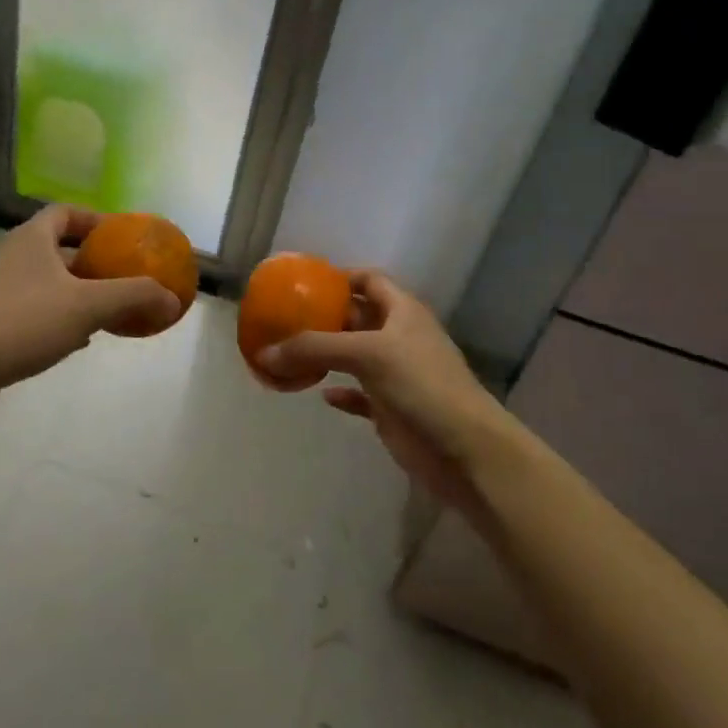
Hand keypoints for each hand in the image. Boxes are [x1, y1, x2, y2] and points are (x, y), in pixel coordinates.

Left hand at [0, 205, 180, 413]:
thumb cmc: (22, 322)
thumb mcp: (87, 305)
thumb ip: (133, 297)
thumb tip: (173, 299)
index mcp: (33, 239)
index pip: (65, 213)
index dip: (95, 220)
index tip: (121, 237)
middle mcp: (14, 257)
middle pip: (58, 248)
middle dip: (92, 261)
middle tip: (122, 275)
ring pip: (48, 282)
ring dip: (78, 291)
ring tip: (109, 308)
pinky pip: (36, 311)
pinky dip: (60, 317)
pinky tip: (79, 339)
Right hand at [260, 271, 519, 523]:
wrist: (465, 451)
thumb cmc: (422, 385)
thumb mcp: (367, 354)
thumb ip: (313, 348)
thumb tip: (262, 353)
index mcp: (402, 312)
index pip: (370, 281)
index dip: (341, 277)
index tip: (305, 282)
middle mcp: (399, 337)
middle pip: (356, 317)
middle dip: (324, 317)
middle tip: (284, 318)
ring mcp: (396, 374)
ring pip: (353, 357)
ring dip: (325, 355)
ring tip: (289, 353)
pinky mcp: (391, 409)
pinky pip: (358, 394)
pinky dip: (339, 392)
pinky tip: (320, 393)